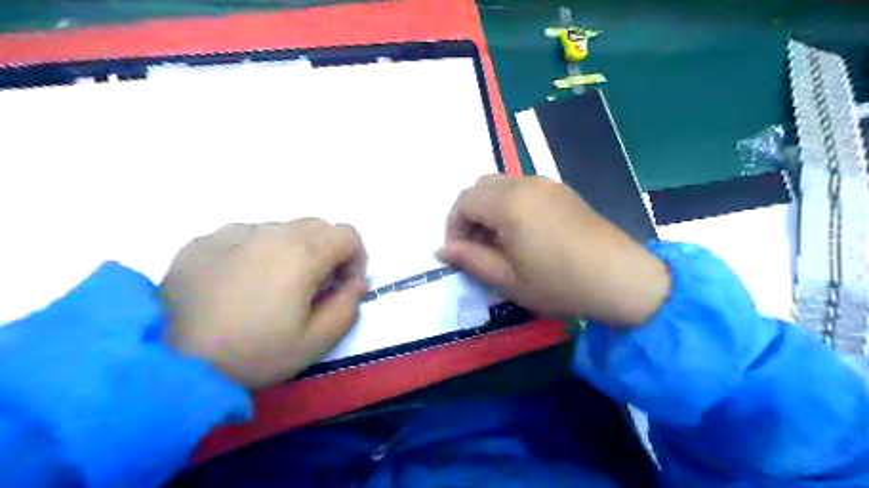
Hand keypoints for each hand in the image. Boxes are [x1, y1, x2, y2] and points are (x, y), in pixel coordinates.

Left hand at [161, 219, 366, 388]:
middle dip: (327, 254)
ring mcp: (233, 232)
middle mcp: (270, 231)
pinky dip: (257, 253)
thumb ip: (348, 306)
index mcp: (302, 253)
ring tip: (272, 289)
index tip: (342, 287)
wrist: (166, 363)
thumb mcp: (315, 341)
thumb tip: (356, 282)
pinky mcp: (203, 241)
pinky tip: (238, 285)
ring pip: (282, 230)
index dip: (355, 259)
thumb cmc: (252, 353)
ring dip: (292, 252)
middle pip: (317, 227)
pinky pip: (247, 236)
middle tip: (311, 289)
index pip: (348, 234)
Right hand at [438, 173, 666, 326]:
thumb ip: (470, 260)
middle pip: (481, 186)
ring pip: (501, 184)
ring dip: (489, 208)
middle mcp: (526, 184)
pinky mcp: (562, 192)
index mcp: (509, 204)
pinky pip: (523, 188)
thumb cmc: (559, 284)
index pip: (464, 201)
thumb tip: (442, 250)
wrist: (621, 280)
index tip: (458, 252)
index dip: (453, 225)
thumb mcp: (507, 279)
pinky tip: (521, 233)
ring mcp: (547, 185)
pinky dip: (509, 205)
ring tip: (497, 242)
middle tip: (475, 246)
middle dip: (469, 213)